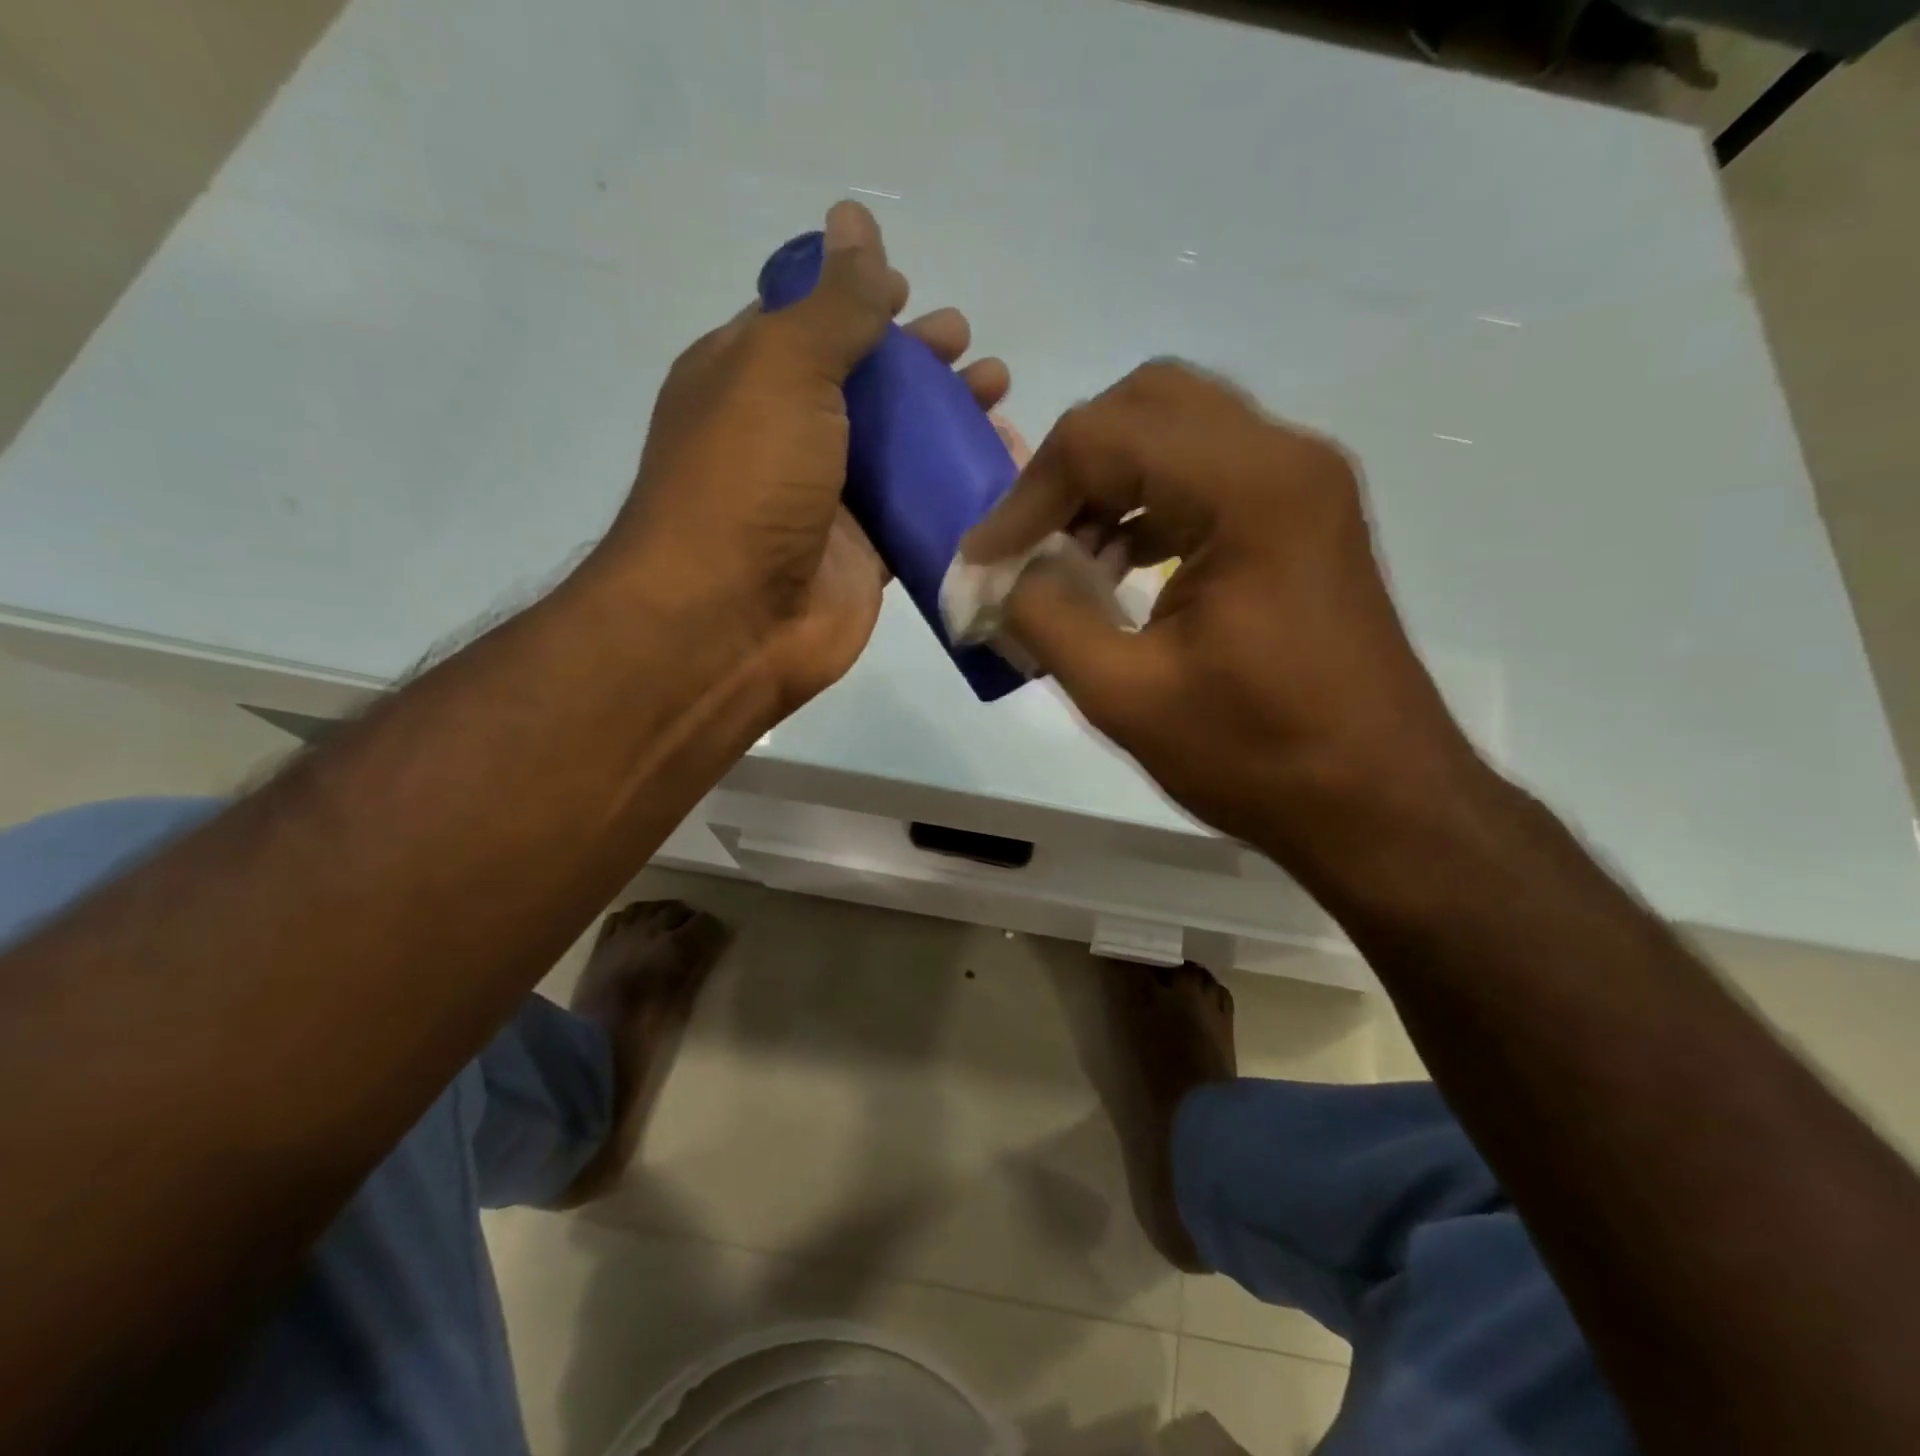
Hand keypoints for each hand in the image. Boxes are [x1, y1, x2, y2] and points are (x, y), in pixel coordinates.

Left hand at [598, 201, 1011, 718]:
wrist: (732, 620)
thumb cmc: (747, 481)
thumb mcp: (784, 369)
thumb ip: (832, 302)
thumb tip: (854, 217)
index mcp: (746, 379)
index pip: (805, 322)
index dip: (856, 301)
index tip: (909, 290)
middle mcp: (785, 436)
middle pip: (862, 385)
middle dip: (918, 362)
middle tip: (968, 348)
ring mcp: (827, 500)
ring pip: (897, 449)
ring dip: (947, 421)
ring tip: (998, 396)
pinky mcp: (865, 554)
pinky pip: (917, 509)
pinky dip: (956, 487)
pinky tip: (1000, 465)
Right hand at [961, 361, 1478, 863]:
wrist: (1379, 803)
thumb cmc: (1259, 756)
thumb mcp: (1126, 695)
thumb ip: (1046, 616)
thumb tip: (1001, 575)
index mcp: (1249, 490)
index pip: (1103, 438)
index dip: (1025, 497)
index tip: (984, 563)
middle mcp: (1285, 458)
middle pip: (1146, 404)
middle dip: (1068, 468)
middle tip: (1028, 539)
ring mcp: (1302, 484)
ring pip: (1178, 432)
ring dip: (1107, 485)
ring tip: (1066, 563)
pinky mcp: (1303, 518)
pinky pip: (1208, 475)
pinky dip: (1147, 505)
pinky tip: (1117, 570)